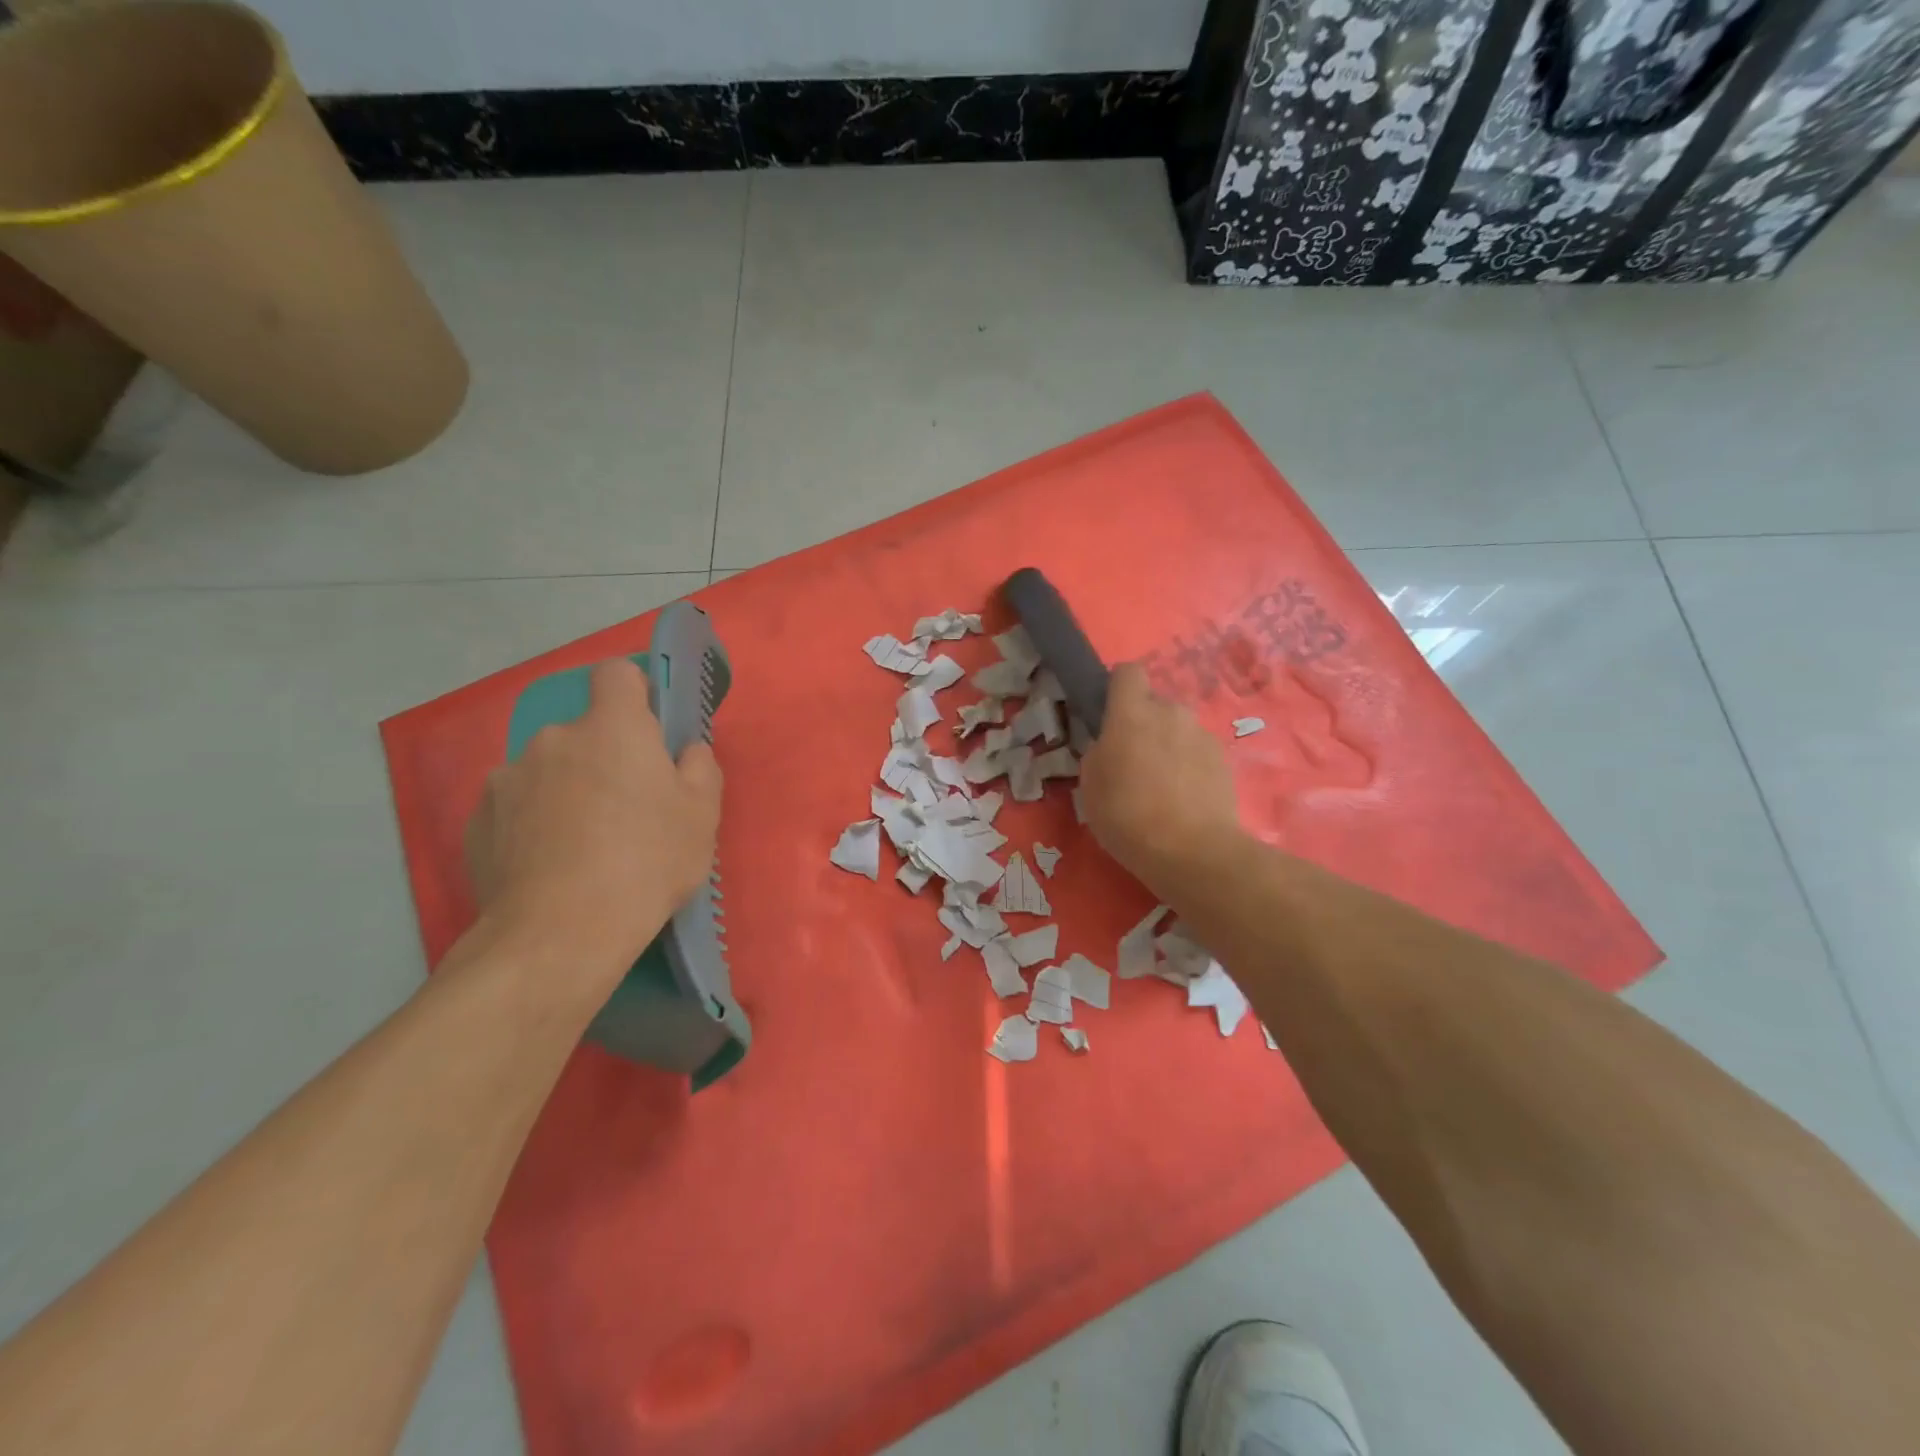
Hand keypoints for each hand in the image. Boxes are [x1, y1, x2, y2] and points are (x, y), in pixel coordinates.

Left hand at [465, 659, 722, 985]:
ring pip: (548, 771)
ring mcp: (507, 779)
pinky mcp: (477, 821)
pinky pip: (516, 807)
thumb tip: (685, 751)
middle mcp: (553, 739)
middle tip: (626, 809)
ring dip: (566, 791)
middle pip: (584, 733)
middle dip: (603, 758)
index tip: (648, 729)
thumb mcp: (702, 815)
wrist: (560, 933)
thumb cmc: (647, 861)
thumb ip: (700, 768)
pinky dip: (533, 824)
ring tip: (583, 846)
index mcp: (611, 728)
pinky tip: (550, 866)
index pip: (617, 674)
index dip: (635, 692)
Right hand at [1079, 663, 1241, 889]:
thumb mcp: (1090, 786)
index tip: (1111, 712)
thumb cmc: (1127, 816)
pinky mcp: (1224, 758)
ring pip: (1178, 728)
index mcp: (1131, 713)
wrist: (1192, 851)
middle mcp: (1170, 712)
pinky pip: (1198, 750)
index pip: (1128, 672)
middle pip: (1155, 704)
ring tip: (1162, 784)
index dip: (1118, 687)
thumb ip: (1099, 753)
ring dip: (1169, 744)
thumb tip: (1110, 745)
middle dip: (1145, 723)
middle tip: (1134, 760)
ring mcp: (1201, 734)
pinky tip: (1184, 797)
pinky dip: (1190, 765)